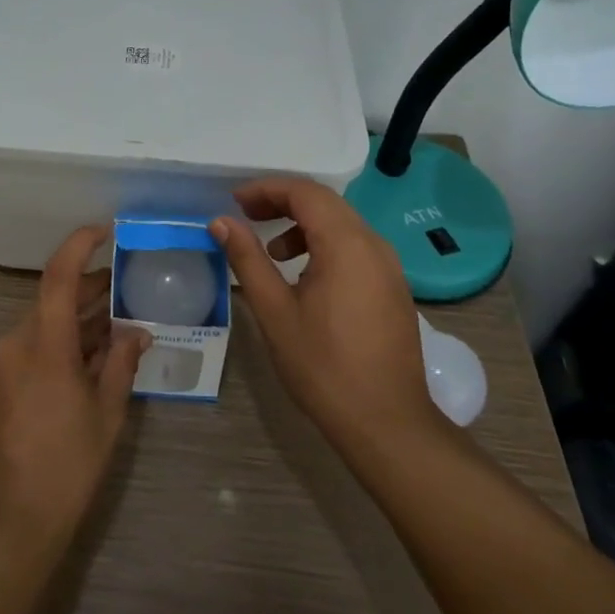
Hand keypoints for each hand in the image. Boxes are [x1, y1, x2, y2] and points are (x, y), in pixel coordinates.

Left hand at [0, 226, 148, 557]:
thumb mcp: (106, 415)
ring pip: (43, 326)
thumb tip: (137, 332)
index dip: (80, 245)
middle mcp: (16, 342)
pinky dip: (58, 345)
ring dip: (76, 322)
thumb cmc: (66, 467)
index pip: (59, 274)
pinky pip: (30, 349)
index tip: (104, 231)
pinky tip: (85, 362)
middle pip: (53, 300)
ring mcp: (0, 364)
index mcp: (44, 343)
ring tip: (114, 327)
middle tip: (126, 288)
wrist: (6, 524)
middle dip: (89, 291)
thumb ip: (121, 364)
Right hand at [210, 179, 443, 465]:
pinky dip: (324, 245)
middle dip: (283, 202)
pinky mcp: (393, 287)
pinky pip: (355, 246)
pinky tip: (304, 277)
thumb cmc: (324, 366)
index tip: (235, 201)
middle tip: (246, 215)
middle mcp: (373, 245)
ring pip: (342, 224)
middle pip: (325, 202)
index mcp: (346, 245)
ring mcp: (389, 267)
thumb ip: (247, 259)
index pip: (305, 193)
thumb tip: (221, 222)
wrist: (387, 424)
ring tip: (272, 251)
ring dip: (303, 224)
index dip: (267, 189)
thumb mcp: (275, 311)